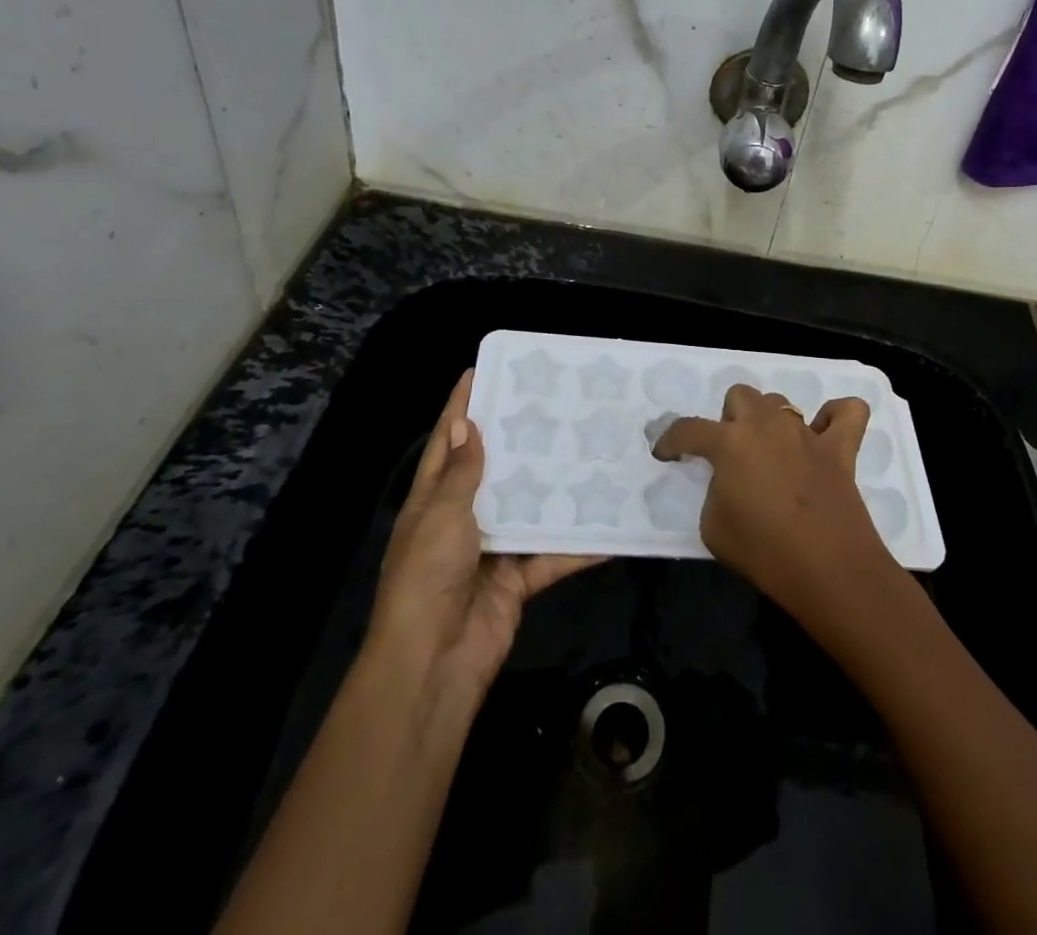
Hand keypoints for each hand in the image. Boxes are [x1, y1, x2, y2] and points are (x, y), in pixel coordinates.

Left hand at [363, 371, 599, 704]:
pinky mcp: (517, 580)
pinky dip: (578, 547)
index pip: (447, 443)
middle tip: (552, 405)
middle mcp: (462, 520)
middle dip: (517, 441)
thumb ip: (461, 474)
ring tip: (587, 452)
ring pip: (528, 510)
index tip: (480, 372)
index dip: (460, 408)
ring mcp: (491, 550)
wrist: (433, 663)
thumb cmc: (427, 578)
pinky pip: (551, 556)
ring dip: (553, 489)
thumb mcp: (441, 516)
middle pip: (493, 471)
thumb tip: (467, 424)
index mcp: (433, 501)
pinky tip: (609, 528)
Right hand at [653, 384, 896, 619]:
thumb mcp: (714, 527)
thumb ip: (715, 491)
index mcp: (730, 442)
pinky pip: (847, 412)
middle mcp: (766, 425)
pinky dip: (835, 416)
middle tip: (731, 453)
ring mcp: (806, 433)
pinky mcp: (840, 447)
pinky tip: (826, 433)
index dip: (671, 440)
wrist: (828, 570)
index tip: (666, 454)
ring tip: (771, 451)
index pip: (689, 429)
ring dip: (770, 420)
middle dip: (730, 419)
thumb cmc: (763, 552)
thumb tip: (728, 481)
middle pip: (740, 396)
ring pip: (781, 402)